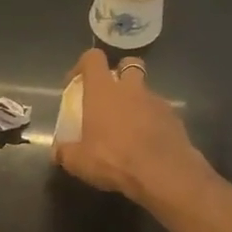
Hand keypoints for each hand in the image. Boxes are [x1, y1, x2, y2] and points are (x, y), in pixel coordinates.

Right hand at [54, 49, 210, 206]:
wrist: (163, 173)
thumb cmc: (114, 159)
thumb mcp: (78, 162)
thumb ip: (65, 152)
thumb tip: (57, 151)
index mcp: (103, 91)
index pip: (93, 59)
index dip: (83, 65)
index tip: (76, 83)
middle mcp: (131, 88)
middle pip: (128, 64)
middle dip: (120, 73)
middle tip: (110, 96)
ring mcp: (156, 101)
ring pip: (145, 90)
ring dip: (137, 101)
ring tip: (129, 127)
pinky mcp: (175, 118)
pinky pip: (160, 112)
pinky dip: (153, 121)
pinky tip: (147, 143)